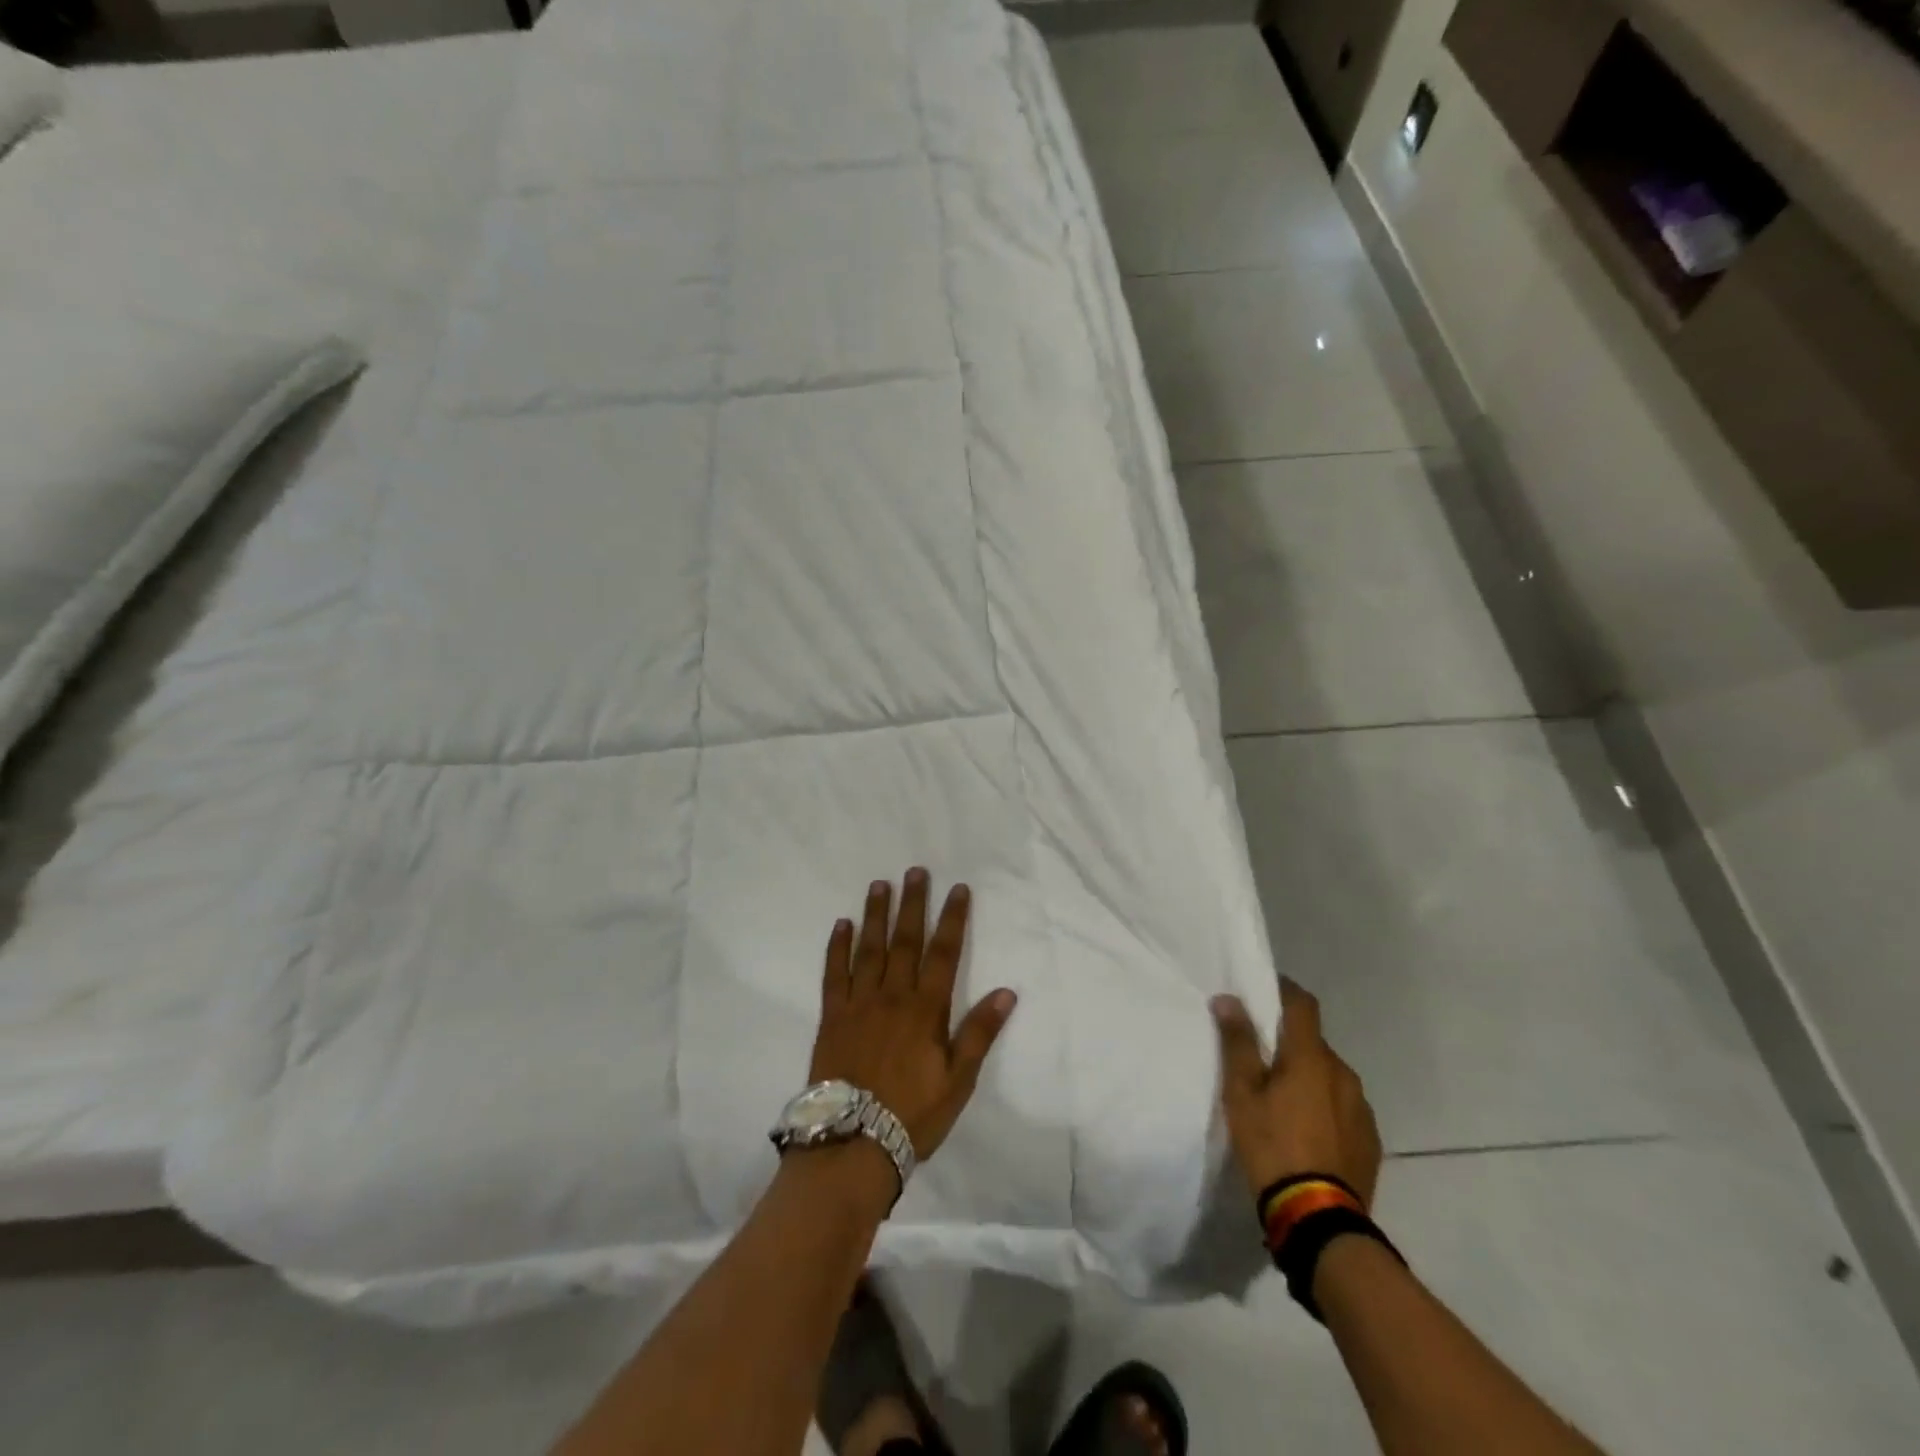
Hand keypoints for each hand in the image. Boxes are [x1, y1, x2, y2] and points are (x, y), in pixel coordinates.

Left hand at [809, 868, 1017, 1160]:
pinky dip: (838, 947)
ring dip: (876, 914)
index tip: (958, 889)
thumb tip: (1007, 991)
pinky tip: (842, 925)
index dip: (953, 919)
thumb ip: (979, 1033)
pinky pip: (834, 974)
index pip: (944, 953)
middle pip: (905, 941)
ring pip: (869, 949)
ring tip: (880, 884)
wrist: (852, 1145)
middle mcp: (892, 996)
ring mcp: (859, 1004)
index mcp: (926, 1010)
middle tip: (916, 871)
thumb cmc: (913, 1114)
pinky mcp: (832, 1017)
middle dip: (913, 904)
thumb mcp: (958, 1080)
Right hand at [1212, 977, 1381, 1206]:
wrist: (1319, 1220)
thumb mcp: (1241, 1094)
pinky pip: (1343, 1106)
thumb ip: (1237, 1043)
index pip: (1302, 1004)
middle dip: (1290, 1043)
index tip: (1263, 991)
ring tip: (1282, 1100)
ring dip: (1308, 1077)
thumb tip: (1228, 999)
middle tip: (1261, 1060)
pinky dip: (1324, 1106)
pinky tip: (1306, 1130)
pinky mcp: (1370, 1140)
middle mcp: (1343, 1074)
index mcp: (1311, 1057)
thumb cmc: (1272, 1146)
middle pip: (1313, 1043)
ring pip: (1329, 1076)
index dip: (1284, 991)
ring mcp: (1361, 1108)